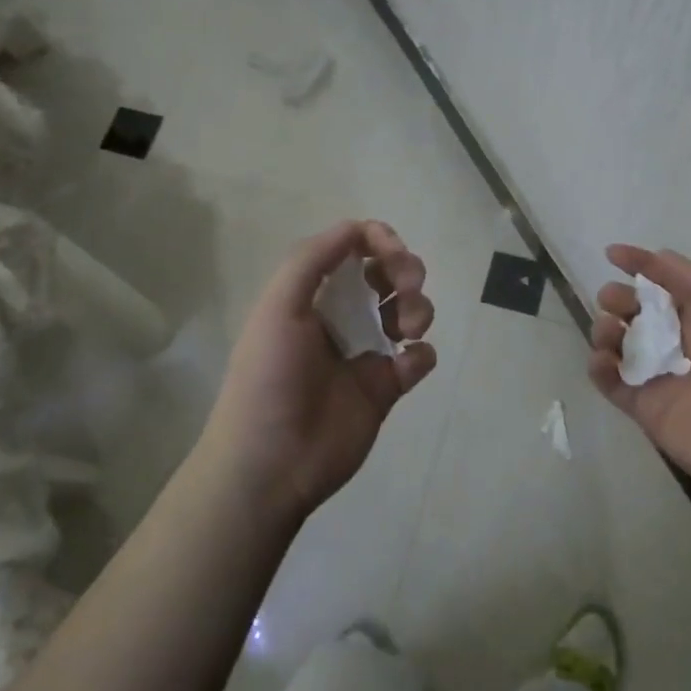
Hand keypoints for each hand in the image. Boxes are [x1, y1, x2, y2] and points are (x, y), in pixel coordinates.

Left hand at [200, 220, 436, 520]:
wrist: (272, 462)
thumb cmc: (269, 377)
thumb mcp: (277, 307)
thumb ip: (312, 259)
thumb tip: (357, 227)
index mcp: (311, 295)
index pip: (353, 250)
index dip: (378, 241)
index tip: (393, 253)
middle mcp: (339, 317)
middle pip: (386, 275)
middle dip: (405, 269)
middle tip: (408, 286)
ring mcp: (364, 353)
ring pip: (407, 311)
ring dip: (418, 307)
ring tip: (410, 328)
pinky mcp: (385, 389)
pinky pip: (418, 359)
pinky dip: (421, 354)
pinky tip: (406, 364)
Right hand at [587, 244, 690, 517]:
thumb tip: (657, 254)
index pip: (667, 282)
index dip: (642, 265)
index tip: (612, 254)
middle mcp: (681, 342)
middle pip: (636, 311)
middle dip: (619, 298)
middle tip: (613, 302)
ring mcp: (660, 377)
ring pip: (618, 343)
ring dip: (605, 329)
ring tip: (610, 333)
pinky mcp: (644, 409)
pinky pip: (611, 381)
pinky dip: (599, 367)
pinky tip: (604, 362)